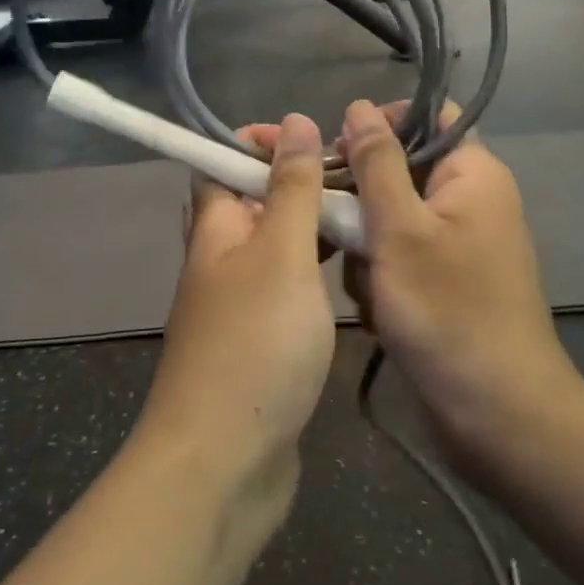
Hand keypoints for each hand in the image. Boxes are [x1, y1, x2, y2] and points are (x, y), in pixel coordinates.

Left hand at [140, 114, 336, 498]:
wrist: (225, 462)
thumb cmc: (254, 343)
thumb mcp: (281, 253)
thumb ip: (291, 188)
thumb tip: (294, 122)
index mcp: (215, 226)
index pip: (223, 161)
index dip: (260, 141)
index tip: (313, 135)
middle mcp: (221, 257)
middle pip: (256, 201)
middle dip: (299, 180)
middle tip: (357, 174)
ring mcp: (241, 302)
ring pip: (277, 244)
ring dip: (313, 225)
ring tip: (367, 213)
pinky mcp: (263, 340)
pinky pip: (289, 286)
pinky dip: (316, 270)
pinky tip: (353, 269)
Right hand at [340, 99, 583, 470]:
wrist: (497, 416)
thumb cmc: (448, 312)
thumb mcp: (400, 229)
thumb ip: (376, 163)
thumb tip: (360, 106)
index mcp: (473, 174)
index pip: (426, 118)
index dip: (380, 126)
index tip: (338, 156)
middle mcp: (470, 200)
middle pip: (400, 171)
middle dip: (363, 202)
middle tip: (342, 232)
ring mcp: (458, 244)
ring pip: (390, 218)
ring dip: (367, 247)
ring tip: (369, 286)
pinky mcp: (446, 281)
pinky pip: (399, 257)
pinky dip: (382, 277)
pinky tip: (379, 311)